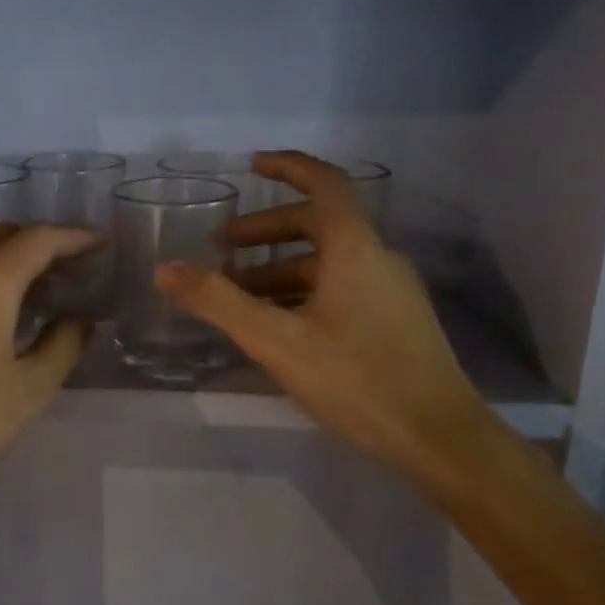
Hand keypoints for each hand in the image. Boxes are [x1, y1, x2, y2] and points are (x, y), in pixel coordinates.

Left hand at [0, 224, 96, 543]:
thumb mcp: (30, 390)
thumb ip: (64, 344)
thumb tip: (79, 319)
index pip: (39, 239)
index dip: (75, 237)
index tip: (100, 244)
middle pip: (1, 238)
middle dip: (39, 246)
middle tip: (68, 272)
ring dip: (2, 266)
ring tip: (28, 298)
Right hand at [156, 150, 498, 487]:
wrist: (439, 439)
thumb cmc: (357, 380)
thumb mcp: (277, 340)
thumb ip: (218, 302)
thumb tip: (165, 268)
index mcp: (354, 248)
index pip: (324, 183)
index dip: (287, 167)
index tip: (251, 166)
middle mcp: (377, 258)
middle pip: (318, 224)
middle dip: (265, 232)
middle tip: (220, 249)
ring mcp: (390, 291)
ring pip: (327, 262)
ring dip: (279, 268)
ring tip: (238, 295)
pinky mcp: (394, 321)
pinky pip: (341, 287)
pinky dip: (302, 291)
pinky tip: (278, 325)